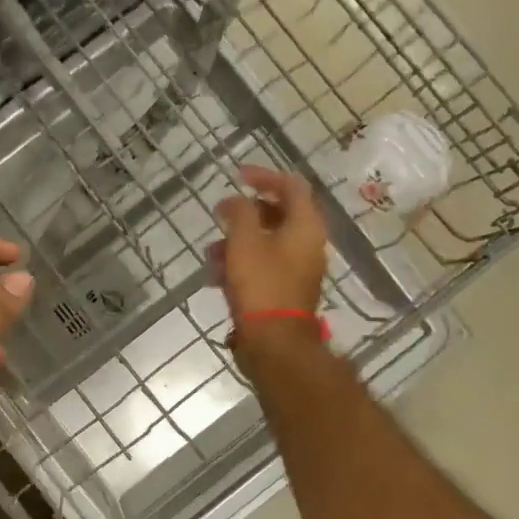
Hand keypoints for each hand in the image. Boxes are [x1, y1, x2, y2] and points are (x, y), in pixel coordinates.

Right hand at [212, 165, 327, 343]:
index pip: (292, 186)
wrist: (275, 343)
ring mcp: (298, 269)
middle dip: (244, 214)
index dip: (264, 176)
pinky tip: (216, 277)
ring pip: (266, 242)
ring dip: (237, 242)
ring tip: (210, 254)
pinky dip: (241, 264)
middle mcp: (308, 244)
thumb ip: (239, 213)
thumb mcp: (245, 241)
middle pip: (278, 214)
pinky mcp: (285, 290)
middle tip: (219, 215)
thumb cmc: (261, 285)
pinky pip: (263, 266)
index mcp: (306, 226)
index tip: (237, 176)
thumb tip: (235, 201)